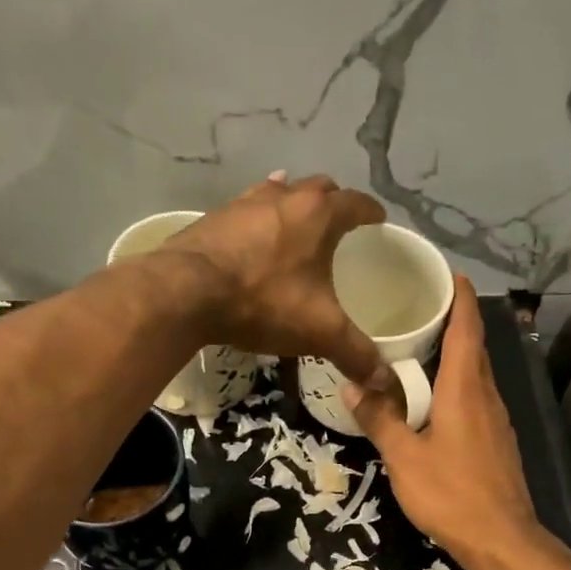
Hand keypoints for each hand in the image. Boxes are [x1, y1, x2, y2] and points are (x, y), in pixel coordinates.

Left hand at [163, 174, 392, 391]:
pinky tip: (253, 235)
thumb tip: (385, 381)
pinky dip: (259, 219)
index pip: (356, 203)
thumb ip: (355, 353)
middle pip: (319, 188)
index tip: (379, 221)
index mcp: (318, 215)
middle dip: (334, 202)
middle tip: (339, 225)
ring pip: (279, 192)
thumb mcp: (319, 332)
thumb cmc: (263, 302)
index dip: (371, 212)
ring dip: (293, 205)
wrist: (186, 292)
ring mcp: (245, 203)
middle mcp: (285, 197)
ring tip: (298, 225)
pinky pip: (246, 210)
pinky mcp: (214, 217)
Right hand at [342, 276, 538, 566]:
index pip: (468, 325)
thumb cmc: (451, 493)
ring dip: (452, 354)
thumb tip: (351, 385)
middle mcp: (487, 394)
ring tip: (417, 348)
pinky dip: (457, 384)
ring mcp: (497, 418)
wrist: (501, 539)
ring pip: (475, 373)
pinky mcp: (497, 440)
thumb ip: (379, 419)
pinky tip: (433, 399)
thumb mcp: (404, 458)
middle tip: (414, 307)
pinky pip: (476, 397)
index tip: (444, 271)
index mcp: (465, 388)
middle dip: (450, 320)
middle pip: (473, 345)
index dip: (460, 294)